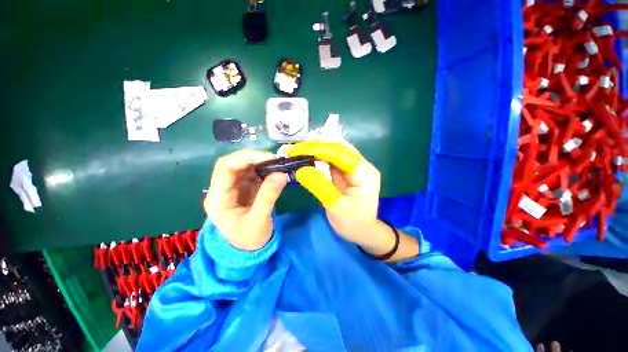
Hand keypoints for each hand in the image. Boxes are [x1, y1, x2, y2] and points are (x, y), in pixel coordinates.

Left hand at [204, 150, 287, 250]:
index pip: (225, 168)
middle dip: (253, 157)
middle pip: (232, 163)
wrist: (247, 251)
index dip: (246, 158)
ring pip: (242, 166)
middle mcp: (222, 189)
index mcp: (218, 198)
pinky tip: (273, 171)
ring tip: (276, 164)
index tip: (268, 158)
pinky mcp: (243, 188)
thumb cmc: (249, 239)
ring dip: (259, 162)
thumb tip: (282, 174)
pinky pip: (252, 173)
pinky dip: (263, 169)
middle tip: (274, 159)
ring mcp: (233, 187)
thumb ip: (269, 196)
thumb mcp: (259, 220)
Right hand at [289, 141, 419, 261]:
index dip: (319, 149)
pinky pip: (332, 160)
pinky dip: (319, 158)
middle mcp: (362, 166)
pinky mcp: (347, 172)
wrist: (363, 232)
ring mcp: (355, 168)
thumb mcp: (335, 207)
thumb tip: (300, 169)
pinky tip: (307, 158)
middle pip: (339, 147)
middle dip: (317, 146)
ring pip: (335, 151)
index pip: (341, 153)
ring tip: (299, 152)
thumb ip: (319, 186)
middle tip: (296, 149)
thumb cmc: (352, 223)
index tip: (299, 150)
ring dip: (317, 150)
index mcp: (364, 174)